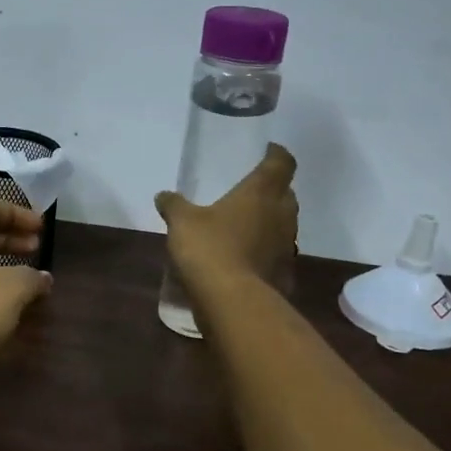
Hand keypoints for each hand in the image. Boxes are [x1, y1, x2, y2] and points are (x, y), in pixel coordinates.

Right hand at [155, 143, 299, 290]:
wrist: (233, 301)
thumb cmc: (210, 248)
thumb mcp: (182, 222)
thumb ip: (174, 205)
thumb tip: (163, 195)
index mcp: (261, 193)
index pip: (281, 163)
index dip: (277, 154)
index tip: (269, 149)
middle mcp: (281, 215)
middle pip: (285, 194)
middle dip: (273, 189)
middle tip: (252, 189)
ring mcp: (286, 246)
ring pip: (283, 224)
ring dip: (269, 221)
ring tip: (245, 223)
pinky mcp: (283, 273)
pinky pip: (276, 254)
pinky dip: (264, 250)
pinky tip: (245, 256)